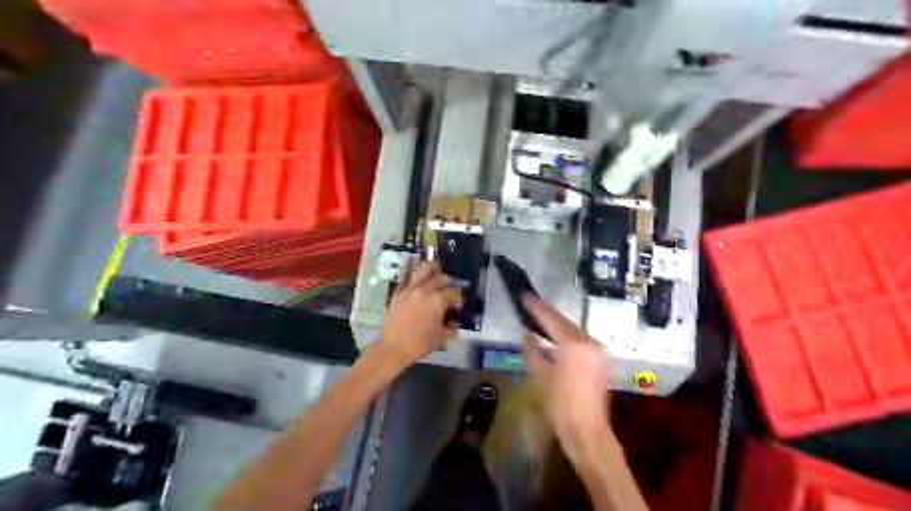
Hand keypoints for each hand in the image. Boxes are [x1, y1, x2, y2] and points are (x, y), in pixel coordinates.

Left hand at [378, 264, 463, 365]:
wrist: (393, 348)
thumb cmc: (419, 344)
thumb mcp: (441, 338)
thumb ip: (451, 328)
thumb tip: (454, 324)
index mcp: (438, 301)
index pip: (454, 292)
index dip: (458, 298)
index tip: (458, 305)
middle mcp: (425, 290)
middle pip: (441, 278)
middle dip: (448, 282)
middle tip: (448, 289)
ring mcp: (410, 290)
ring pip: (423, 270)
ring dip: (432, 268)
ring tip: (436, 269)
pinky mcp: (398, 293)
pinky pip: (404, 277)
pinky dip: (408, 268)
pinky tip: (411, 263)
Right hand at [520, 295, 611, 458]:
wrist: (587, 431)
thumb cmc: (559, 405)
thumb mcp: (539, 376)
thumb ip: (532, 350)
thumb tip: (527, 333)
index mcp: (573, 345)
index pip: (552, 319)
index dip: (536, 307)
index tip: (525, 295)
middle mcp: (589, 342)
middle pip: (566, 322)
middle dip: (548, 313)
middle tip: (531, 304)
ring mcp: (599, 350)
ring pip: (575, 330)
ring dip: (558, 325)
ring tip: (541, 319)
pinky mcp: (602, 359)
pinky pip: (582, 340)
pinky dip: (568, 336)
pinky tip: (556, 337)